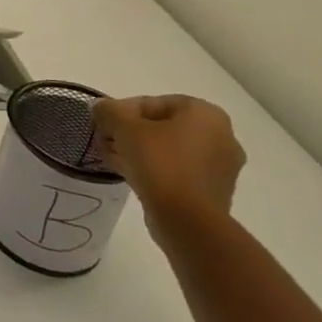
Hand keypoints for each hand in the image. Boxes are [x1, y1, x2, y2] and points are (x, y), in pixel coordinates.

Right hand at [93, 95, 244, 241]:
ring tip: (112, 157)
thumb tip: (100, 107)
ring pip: (169, 150)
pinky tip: (128, 173)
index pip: (155, 102)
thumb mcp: (124, 128)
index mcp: (206, 114)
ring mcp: (220, 166)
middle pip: (163, 126)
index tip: (103, 123)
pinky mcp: (212, 191)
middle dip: (130, 132)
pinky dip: (154, 168)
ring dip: (139, 150)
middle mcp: (221, 136)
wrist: (187, 220)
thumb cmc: (159, 163)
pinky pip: (177, 170)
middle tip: (105, 140)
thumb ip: (109, 111)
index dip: (122, 111)